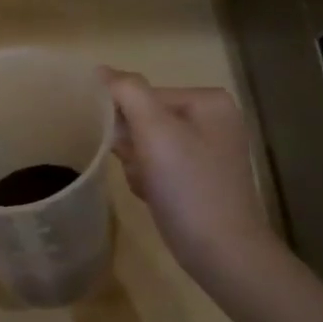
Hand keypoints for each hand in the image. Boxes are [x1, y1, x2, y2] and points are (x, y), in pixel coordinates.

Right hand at [104, 68, 276, 283]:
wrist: (222, 252)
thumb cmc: (189, 187)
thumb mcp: (155, 132)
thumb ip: (127, 92)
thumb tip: (100, 70)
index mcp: (208, 100)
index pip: (142, 96)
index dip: (125, 122)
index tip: (127, 150)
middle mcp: (213, 119)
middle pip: (144, 120)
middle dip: (133, 147)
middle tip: (143, 171)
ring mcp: (208, 151)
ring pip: (147, 146)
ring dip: (137, 166)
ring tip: (150, 188)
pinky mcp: (200, 179)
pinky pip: (158, 167)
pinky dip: (149, 181)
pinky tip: (155, 198)